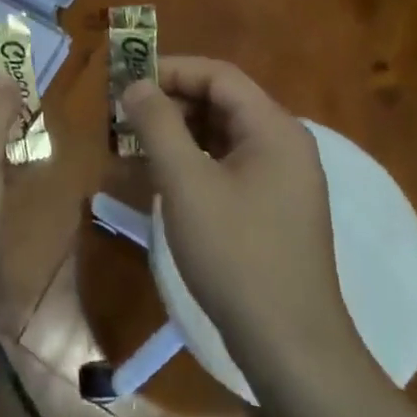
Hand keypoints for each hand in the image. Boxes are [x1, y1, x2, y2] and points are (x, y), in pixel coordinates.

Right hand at [121, 58, 361, 373]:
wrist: (291, 347)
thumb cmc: (236, 255)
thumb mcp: (186, 184)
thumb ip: (158, 125)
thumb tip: (136, 85)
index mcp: (274, 128)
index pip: (218, 75)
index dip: (170, 70)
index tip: (127, 82)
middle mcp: (285, 144)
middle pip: (223, 101)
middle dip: (172, 102)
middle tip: (126, 116)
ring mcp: (284, 179)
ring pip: (224, 135)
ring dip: (180, 132)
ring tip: (137, 145)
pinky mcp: (275, 208)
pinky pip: (231, 165)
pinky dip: (196, 161)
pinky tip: (166, 179)